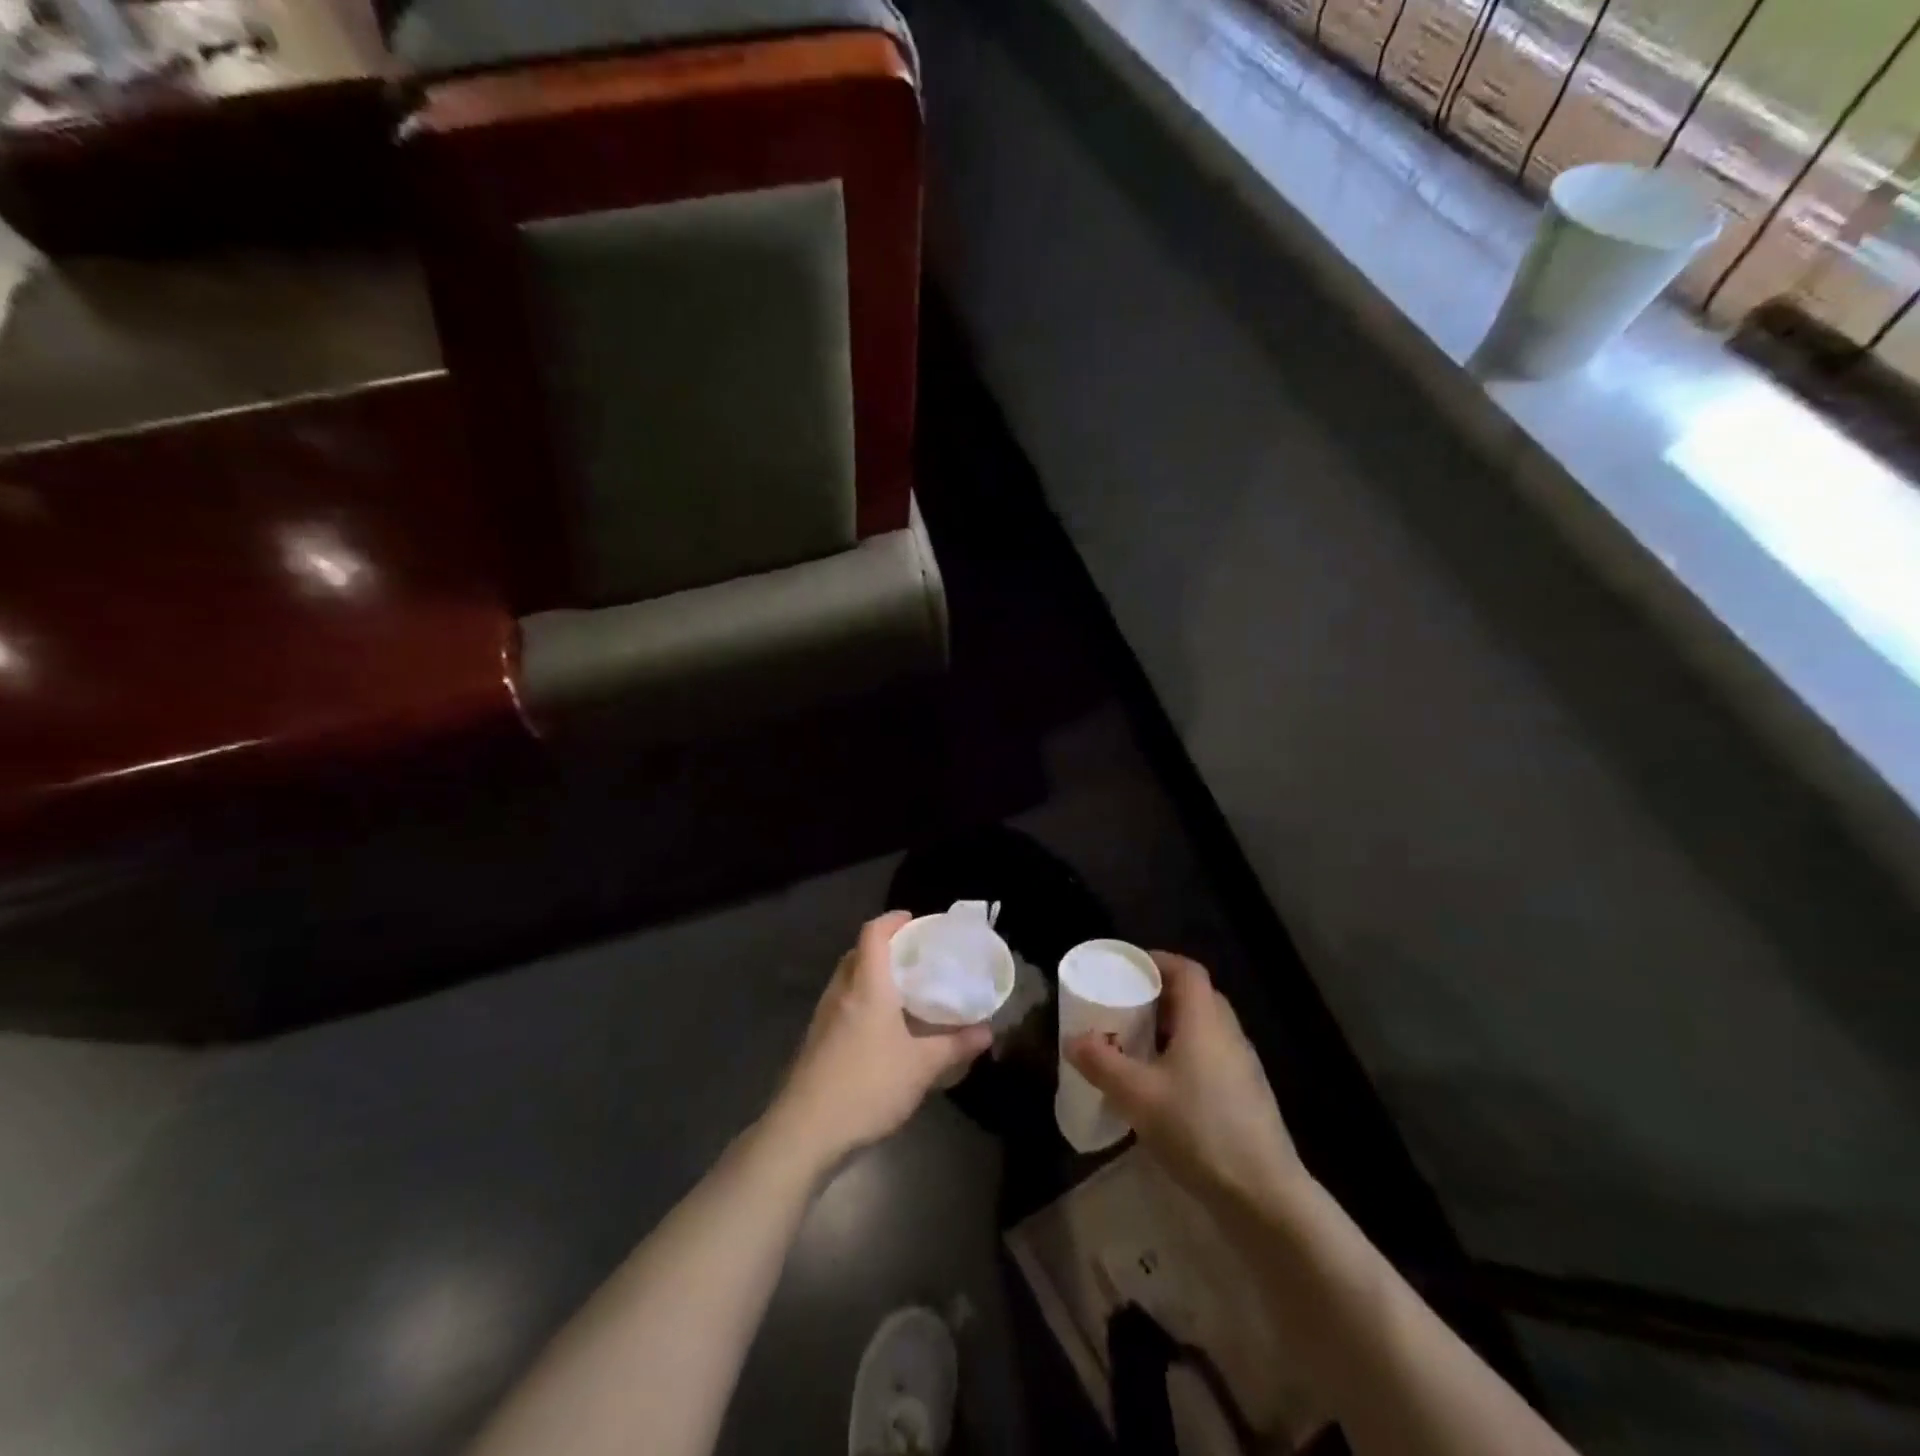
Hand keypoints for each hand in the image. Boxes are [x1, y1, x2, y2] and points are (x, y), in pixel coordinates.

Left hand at [770, 912, 992, 1166]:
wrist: (805, 1131)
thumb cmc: (868, 1085)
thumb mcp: (922, 1067)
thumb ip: (955, 1046)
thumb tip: (987, 1031)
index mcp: (866, 986)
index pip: (873, 934)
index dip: (892, 921)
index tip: (913, 921)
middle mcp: (840, 992)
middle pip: (858, 955)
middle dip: (883, 949)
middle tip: (913, 958)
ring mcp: (823, 1018)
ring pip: (847, 981)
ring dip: (870, 978)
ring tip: (901, 993)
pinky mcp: (815, 1043)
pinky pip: (841, 1007)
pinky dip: (860, 1004)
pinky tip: (880, 1031)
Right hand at [1068, 953, 1303, 1205]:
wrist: (1264, 1195)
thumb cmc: (1199, 1129)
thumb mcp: (1138, 1096)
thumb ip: (1102, 1063)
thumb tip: (1072, 1039)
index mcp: (1205, 1020)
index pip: (1186, 970)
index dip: (1158, 961)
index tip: (1127, 969)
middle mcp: (1228, 1033)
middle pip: (1195, 996)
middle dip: (1159, 995)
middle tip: (1126, 1006)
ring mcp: (1242, 1065)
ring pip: (1203, 1028)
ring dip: (1171, 1027)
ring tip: (1137, 1045)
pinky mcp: (1246, 1095)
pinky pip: (1211, 1055)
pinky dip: (1184, 1054)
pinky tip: (1163, 1085)